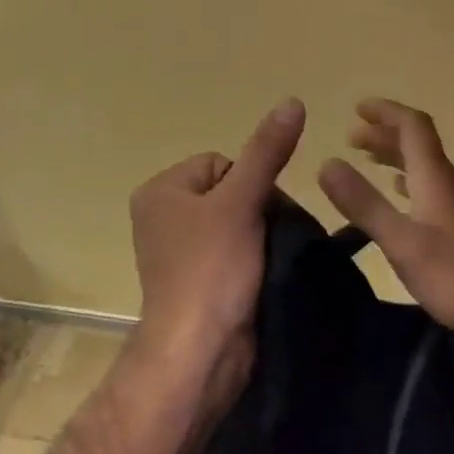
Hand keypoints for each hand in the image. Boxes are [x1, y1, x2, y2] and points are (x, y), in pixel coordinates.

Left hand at [129, 98, 306, 379]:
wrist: (199, 352)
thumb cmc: (211, 269)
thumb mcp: (241, 202)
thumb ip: (267, 152)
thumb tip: (292, 101)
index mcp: (160, 190)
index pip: (222, 162)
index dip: (250, 183)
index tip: (260, 214)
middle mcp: (162, 216)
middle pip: (230, 191)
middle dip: (257, 210)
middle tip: (268, 239)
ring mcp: (178, 252)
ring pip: (236, 223)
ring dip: (259, 236)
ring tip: (267, 258)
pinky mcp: (196, 281)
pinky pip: (231, 253)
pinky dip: (251, 259)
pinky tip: (263, 273)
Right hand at [317, 98, 453, 348]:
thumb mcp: (400, 241)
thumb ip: (363, 202)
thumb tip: (327, 163)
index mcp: (436, 177)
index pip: (413, 126)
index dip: (386, 111)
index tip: (357, 108)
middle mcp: (451, 182)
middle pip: (418, 143)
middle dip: (385, 133)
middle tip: (351, 137)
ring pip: (425, 165)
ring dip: (396, 156)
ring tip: (367, 159)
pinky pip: (432, 186)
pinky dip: (408, 180)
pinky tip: (400, 194)